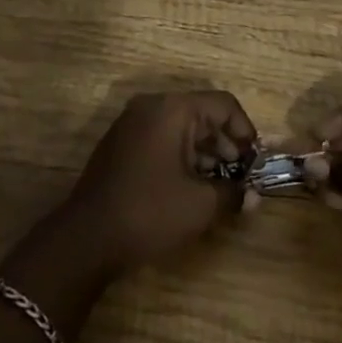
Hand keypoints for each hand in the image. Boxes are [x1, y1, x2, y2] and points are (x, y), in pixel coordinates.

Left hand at [64, 91, 256, 273]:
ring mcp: (133, 121)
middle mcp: (153, 104)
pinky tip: (189, 186)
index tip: (255, 162)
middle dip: (225, 144)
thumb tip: (254, 197)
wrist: (86, 238)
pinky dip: (181, 155)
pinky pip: (161, 137)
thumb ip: (232, 194)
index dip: (245, 131)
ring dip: (204, 152)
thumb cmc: (149, 212)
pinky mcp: (121, 142)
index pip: (223, 104)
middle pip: (202, 113)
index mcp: (173, 108)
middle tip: (240, 178)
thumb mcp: (198, 206)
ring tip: (218, 187)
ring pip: (181, 126)